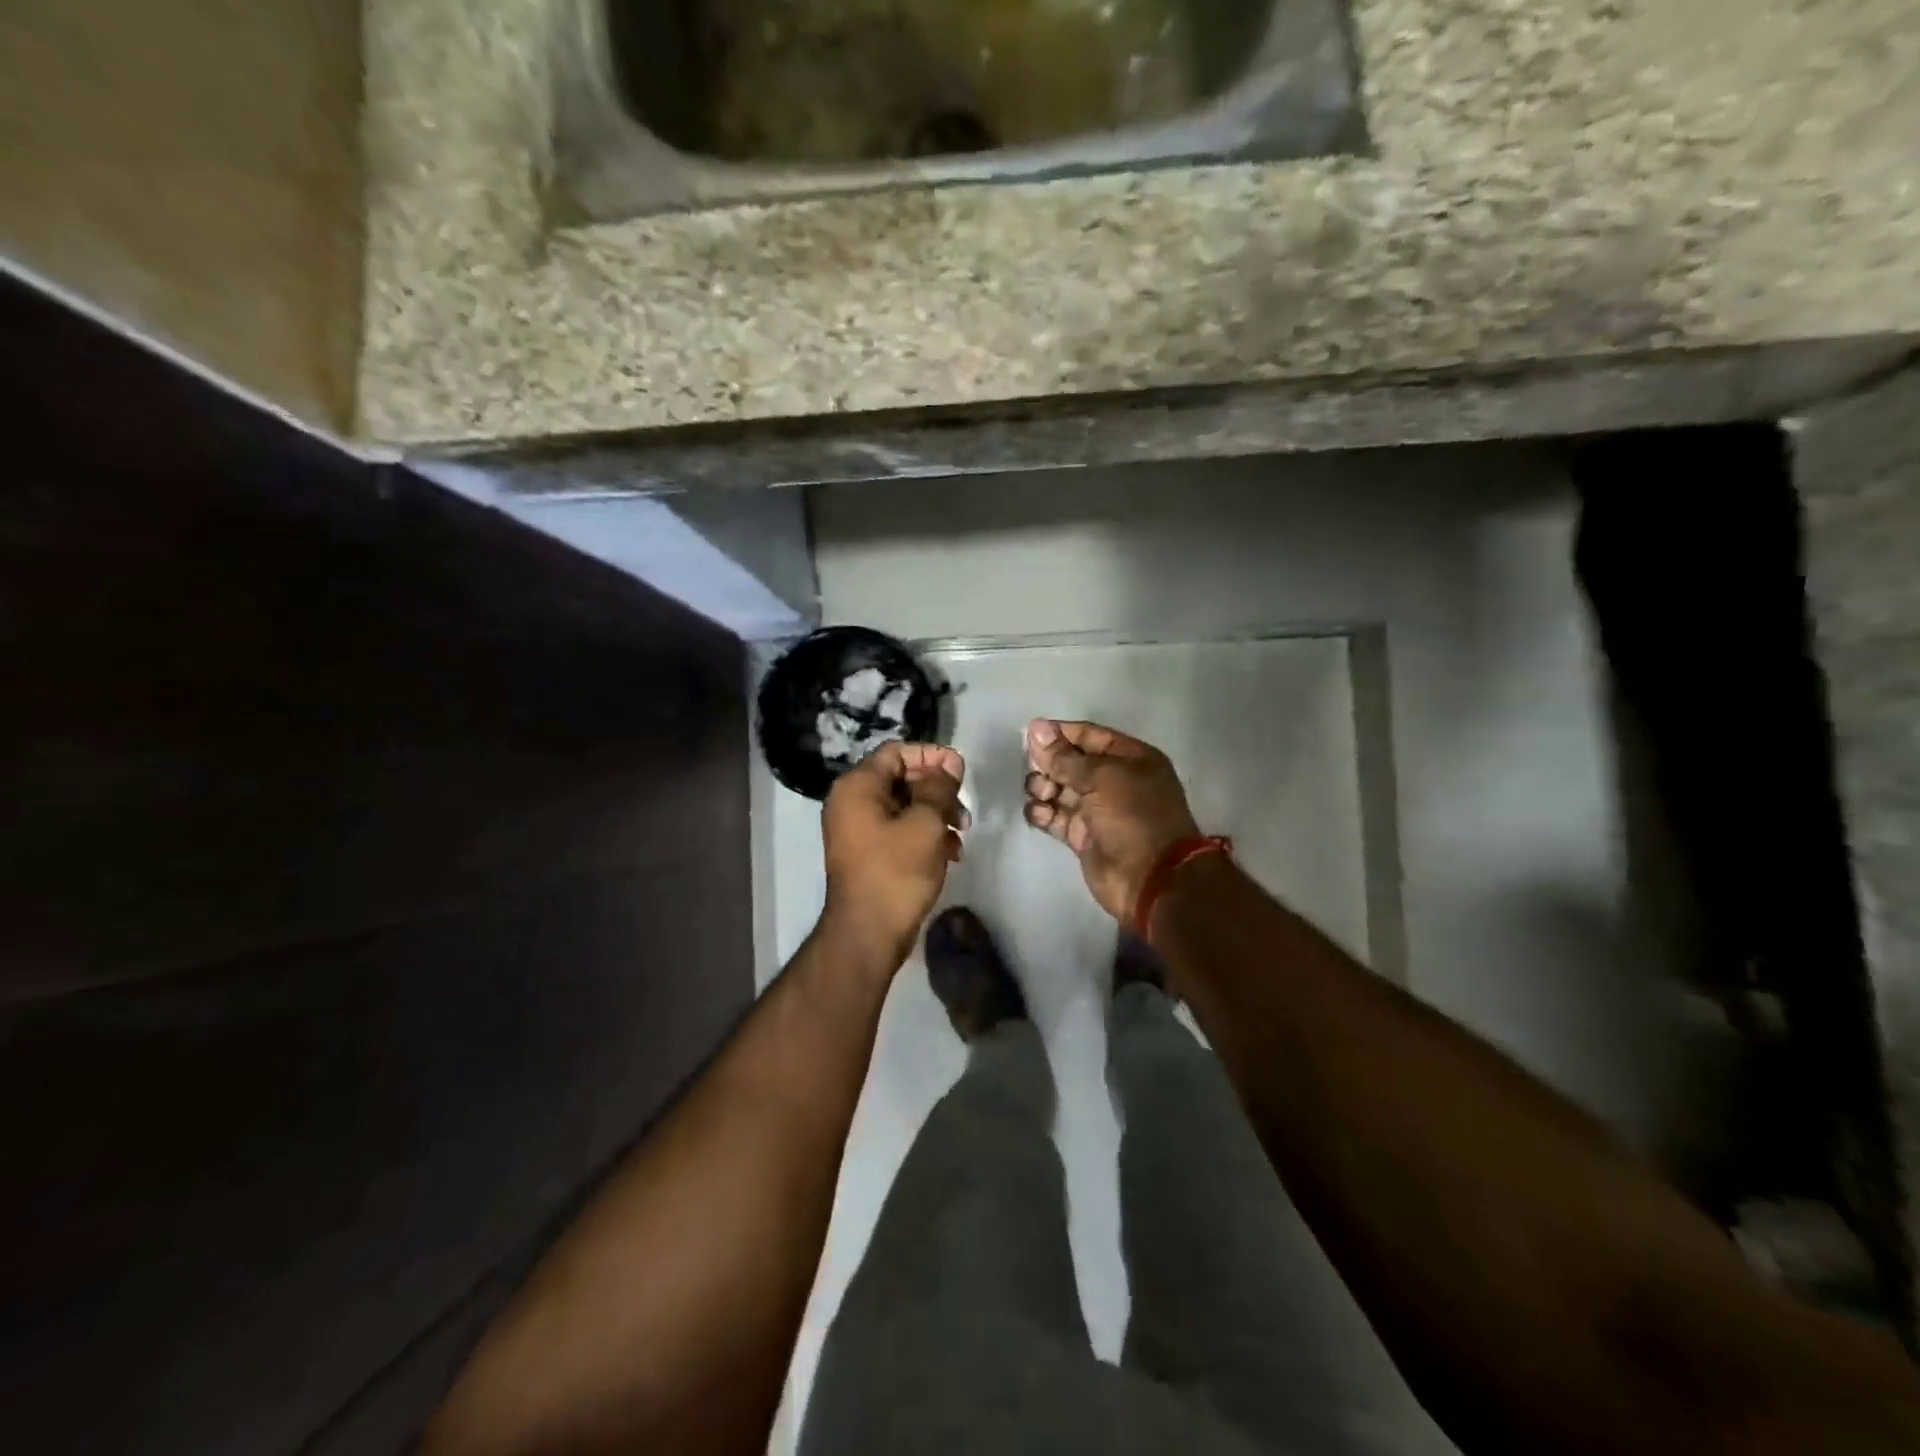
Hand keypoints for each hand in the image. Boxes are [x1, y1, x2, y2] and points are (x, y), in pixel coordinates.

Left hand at [821, 741, 967, 970]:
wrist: (868, 934)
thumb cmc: (896, 872)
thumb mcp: (926, 823)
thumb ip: (939, 787)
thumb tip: (948, 764)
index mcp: (858, 787)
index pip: (897, 752)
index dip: (931, 755)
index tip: (961, 770)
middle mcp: (851, 802)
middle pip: (901, 778)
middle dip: (937, 789)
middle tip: (964, 808)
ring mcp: (857, 830)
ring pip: (904, 806)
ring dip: (936, 813)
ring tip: (961, 833)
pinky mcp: (868, 854)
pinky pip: (899, 830)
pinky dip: (924, 834)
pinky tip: (951, 852)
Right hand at [1023, 719, 1200, 922]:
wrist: (1149, 879)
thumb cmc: (1132, 816)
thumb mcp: (1101, 778)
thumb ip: (1064, 757)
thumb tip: (1035, 728)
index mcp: (1131, 759)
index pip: (1090, 736)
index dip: (1060, 733)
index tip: (1030, 734)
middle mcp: (1115, 781)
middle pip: (1072, 763)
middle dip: (1049, 763)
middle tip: (1033, 768)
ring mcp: (1098, 810)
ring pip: (1060, 789)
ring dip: (1044, 787)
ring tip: (1041, 793)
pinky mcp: (1083, 837)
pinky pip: (1056, 817)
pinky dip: (1043, 813)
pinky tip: (1037, 811)